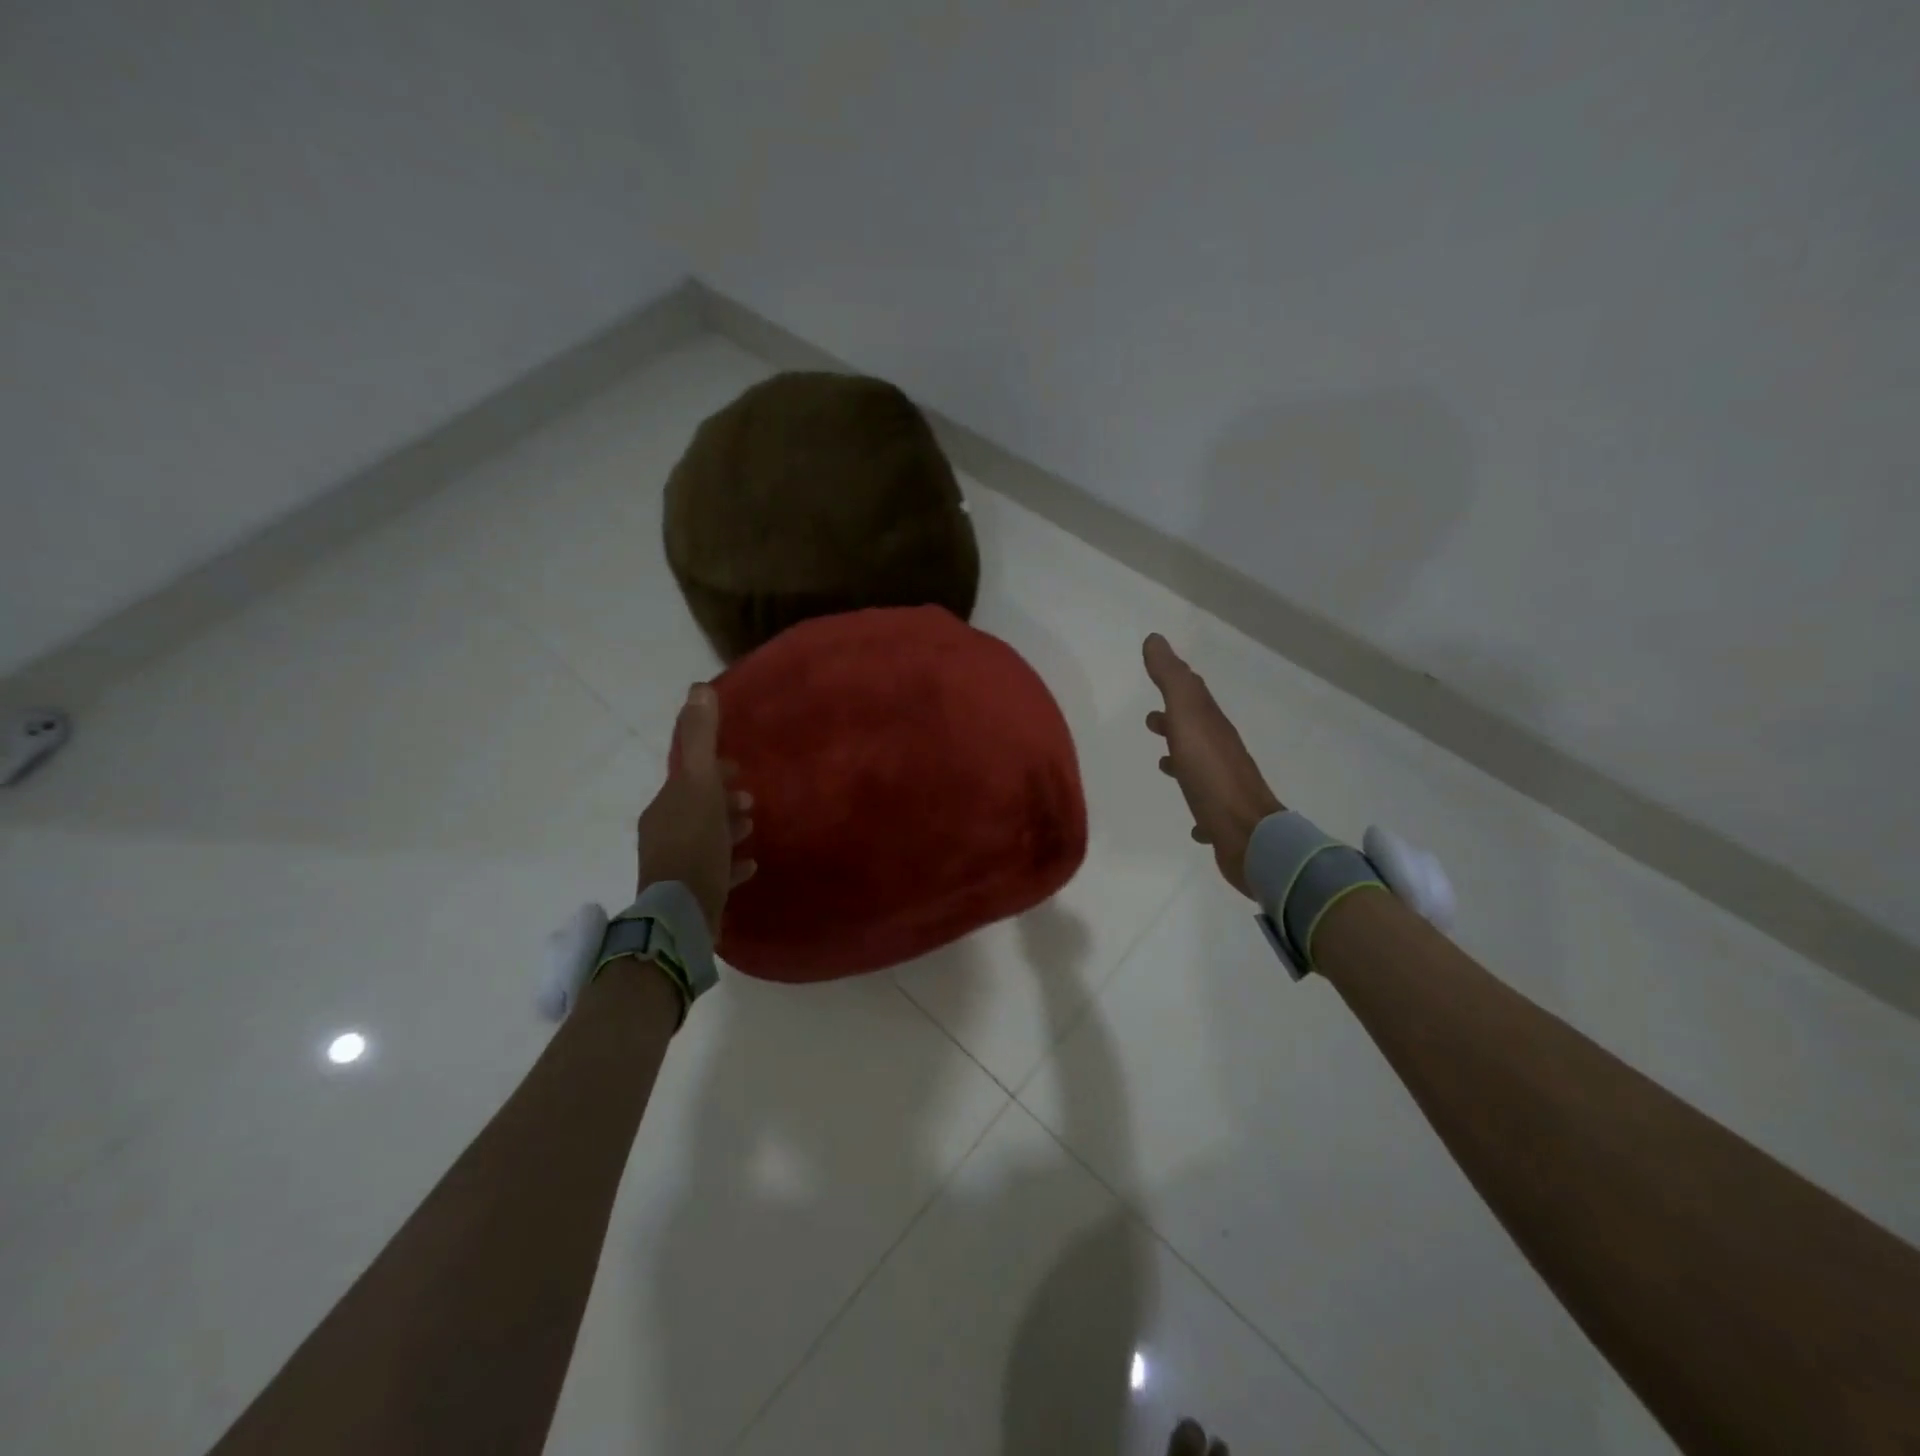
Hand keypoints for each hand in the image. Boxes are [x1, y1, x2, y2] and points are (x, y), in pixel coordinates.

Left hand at [637, 685, 755, 932]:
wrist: (683, 914)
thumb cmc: (695, 844)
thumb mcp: (700, 785)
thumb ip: (700, 739)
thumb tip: (698, 688)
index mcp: (666, 806)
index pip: (688, 778)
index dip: (713, 770)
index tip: (738, 769)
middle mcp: (664, 832)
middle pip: (697, 807)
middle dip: (723, 799)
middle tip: (749, 802)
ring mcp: (675, 865)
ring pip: (704, 838)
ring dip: (727, 828)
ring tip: (751, 829)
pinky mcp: (689, 894)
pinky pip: (713, 872)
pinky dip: (730, 864)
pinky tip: (749, 866)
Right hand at [1143, 633, 1282, 897]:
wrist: (1249, 835)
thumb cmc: (1211, 775)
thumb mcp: (1188, 719)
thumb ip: (1172, 680)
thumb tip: (1155, 639)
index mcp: (1212, 726)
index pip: (1193, 697)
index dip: (1176, 684)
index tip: (1159, 675)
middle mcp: (1221, 753)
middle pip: (1196, 730)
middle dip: (1174, 722)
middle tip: (1151, 722)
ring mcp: (1224, 787)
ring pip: (1199, 765)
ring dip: (1181, 759)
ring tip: (1163, 764)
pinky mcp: (1222, 819)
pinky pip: (1206, 806)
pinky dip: (1195, 802)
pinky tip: (1190, 820)